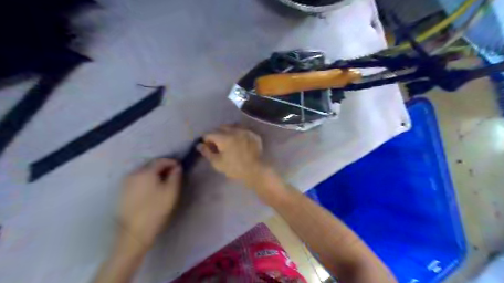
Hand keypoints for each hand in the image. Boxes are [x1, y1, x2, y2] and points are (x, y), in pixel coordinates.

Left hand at [117, 158, 182, 249]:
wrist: (134, 232)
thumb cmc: (156, 210)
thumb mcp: (171, 192)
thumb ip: (175, 176)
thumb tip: (177, 167)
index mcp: (145, 172)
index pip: (160, 161)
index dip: (171, 162)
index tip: (180, 166)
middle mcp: (133, 173)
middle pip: (150, 165)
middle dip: (163, 167)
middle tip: (173, 174)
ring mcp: (126, 183)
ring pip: (143, 173)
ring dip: (154, 174)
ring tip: (164, 182)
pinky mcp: (123, 192)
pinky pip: (137, 180)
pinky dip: (147, 180)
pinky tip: (152, 189)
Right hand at [198, 126, 266, 184]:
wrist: (256, 170)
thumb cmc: (235, 168)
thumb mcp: (218, 163)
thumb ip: (207, 152)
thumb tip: (199, 145)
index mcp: (224, 137)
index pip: (209, 134)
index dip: (206, 141)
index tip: (209, 148)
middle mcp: (235, 130)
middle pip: (220, 128)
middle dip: (216, 135)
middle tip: (218, 145)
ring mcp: (245, 131)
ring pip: (232, 126)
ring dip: (227, 131)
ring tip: (229, 141)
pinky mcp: (254, 134)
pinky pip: (243, 129)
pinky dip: (238, 133)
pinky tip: (239, 141)